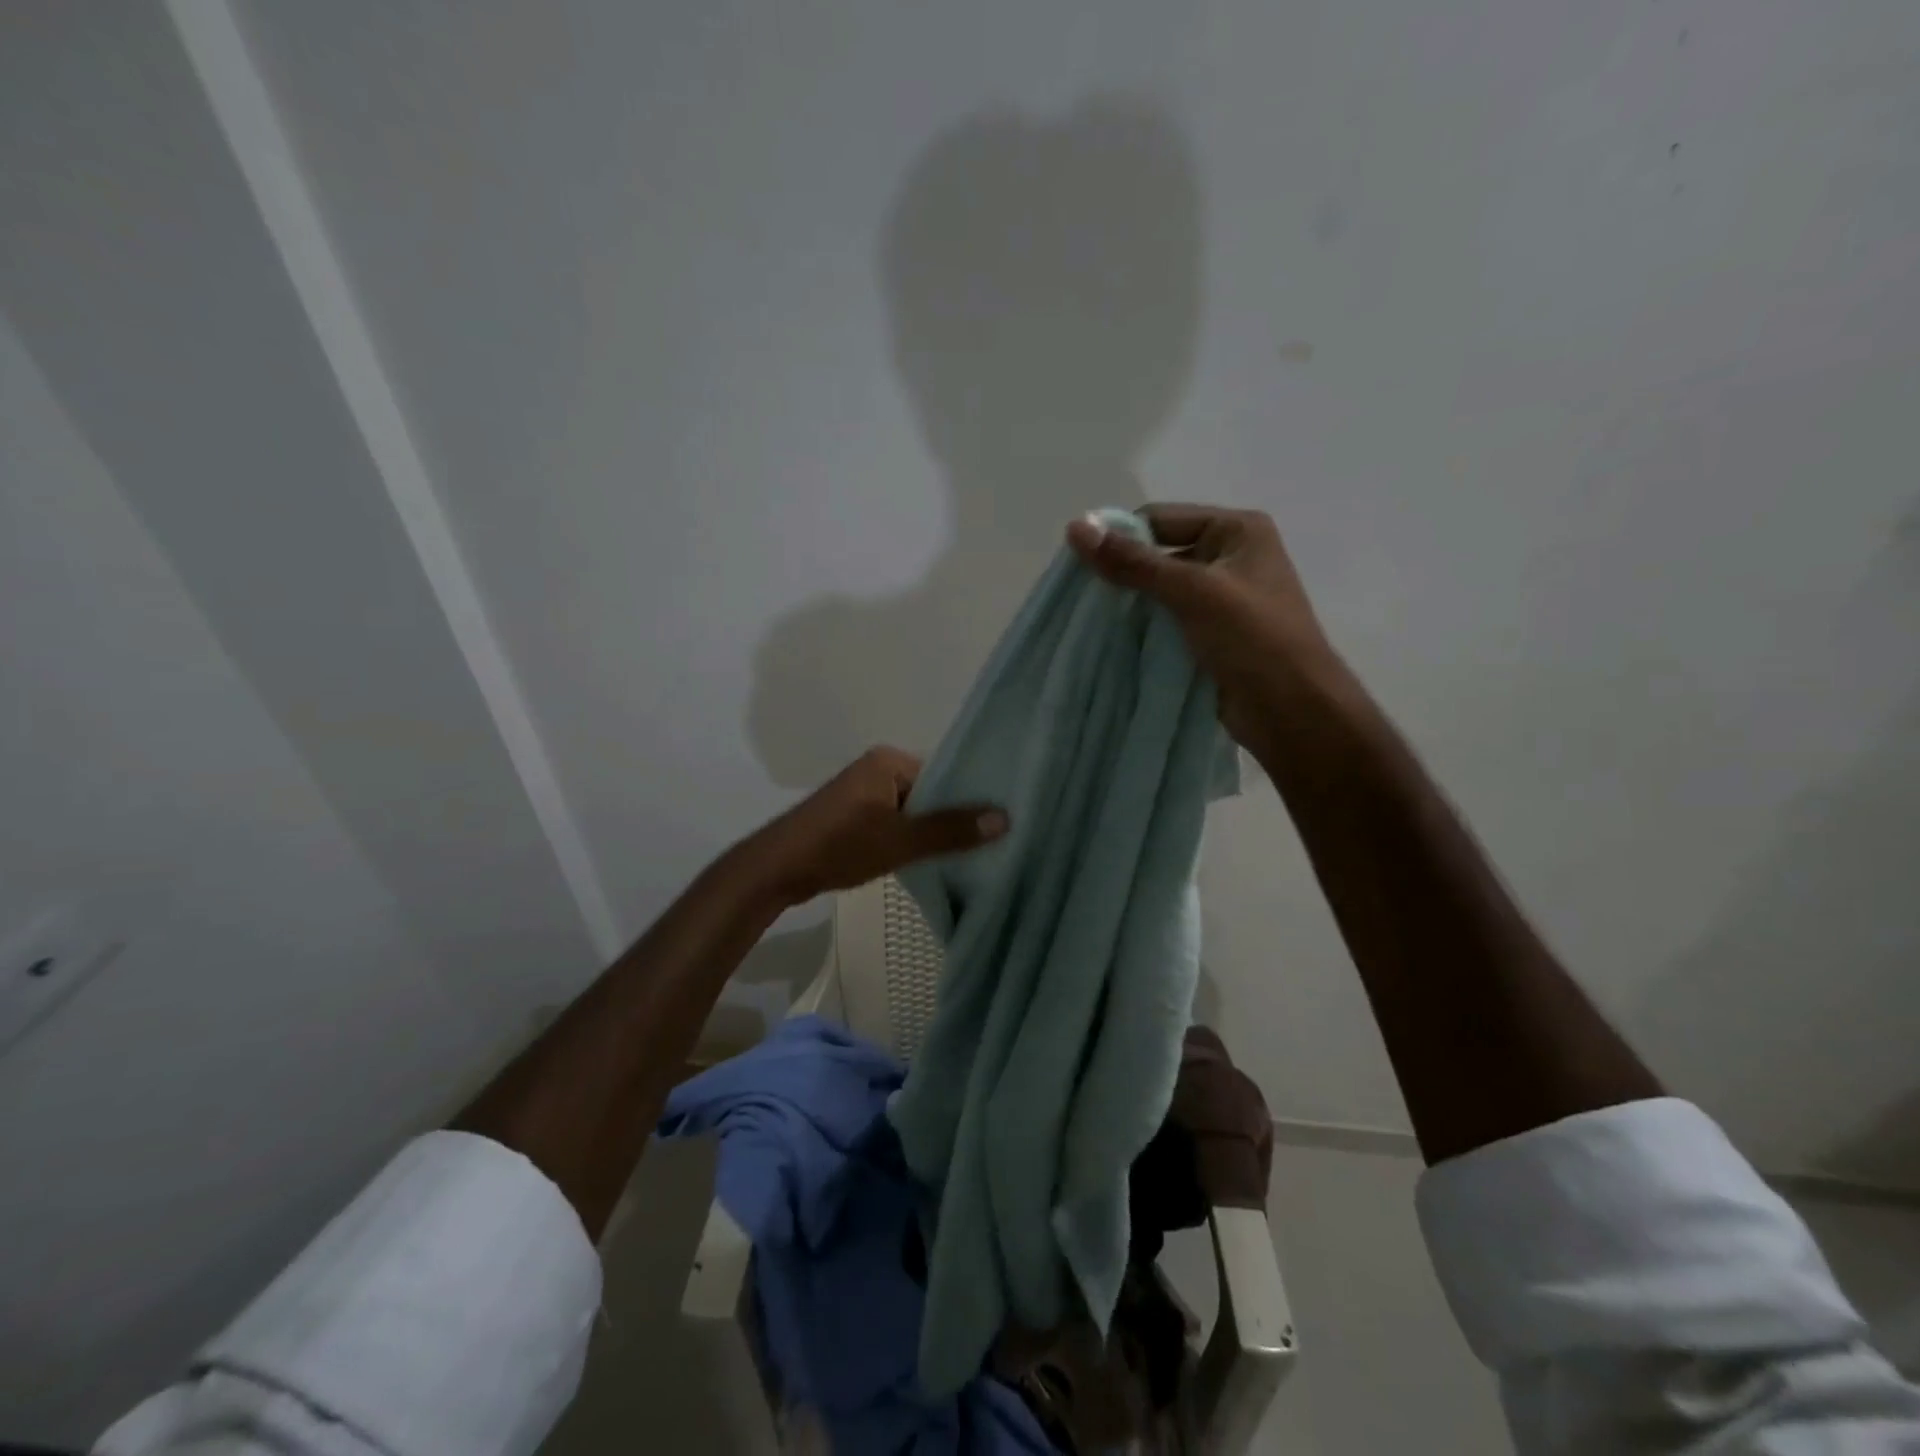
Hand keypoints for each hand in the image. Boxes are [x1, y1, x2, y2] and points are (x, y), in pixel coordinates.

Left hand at [740, 746, 1008, 908]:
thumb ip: (950, 830)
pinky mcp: (854, 818)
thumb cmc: (839, 845)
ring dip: (933, 833)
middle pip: (931, 793)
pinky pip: (896, 824)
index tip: (1002, 821)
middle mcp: (877, 769)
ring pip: (913, 812)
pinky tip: (933, 861)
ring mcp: (863, 795)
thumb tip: (1005, 817)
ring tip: (971, 855)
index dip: (971, 798)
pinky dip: (912, 840)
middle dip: (954, 818)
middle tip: (993, 842)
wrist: (777, 870)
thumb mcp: (900, 840)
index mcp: (888, 761)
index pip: (944, 774)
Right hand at [1066, 504, 1341, 749]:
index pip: (1160, 520)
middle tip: (1079, 597)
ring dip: (1129, 605)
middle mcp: (1229, 557)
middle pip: (1158, 554)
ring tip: (1090, 621)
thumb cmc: (1253, 640)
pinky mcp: (1210, 635)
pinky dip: (1142, 629)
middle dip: (1122, 574)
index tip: (1078, 566)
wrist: (1292, 712)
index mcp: (1236, 530)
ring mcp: (1221, 599)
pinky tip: (1112, 641)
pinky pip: (1166, 621)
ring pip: (1159, 592)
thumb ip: (1134, 562)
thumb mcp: (1192, 592)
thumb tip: (1076, 527)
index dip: (1119, 538)